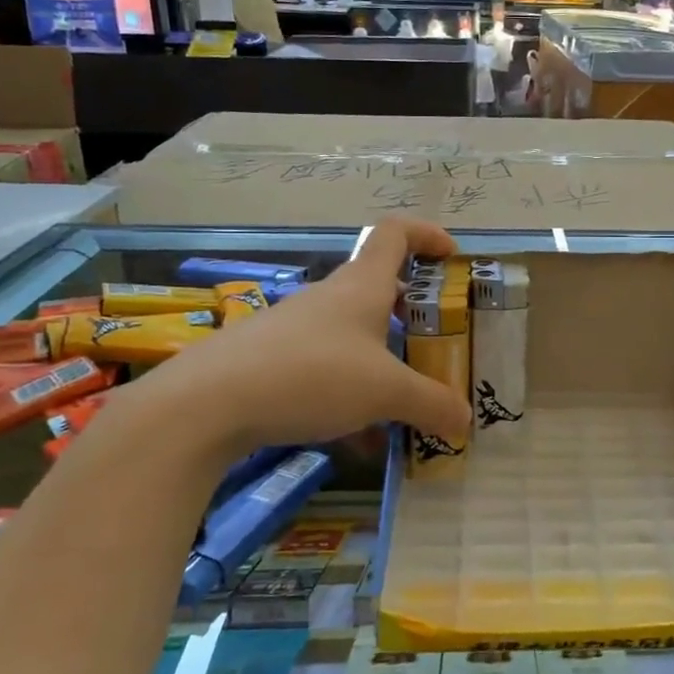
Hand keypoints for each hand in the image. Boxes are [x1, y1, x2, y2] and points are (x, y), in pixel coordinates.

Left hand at [137, 219, 471, 453]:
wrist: (208, 403)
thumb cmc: (313, 375)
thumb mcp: (386, 393)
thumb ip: (432, 404)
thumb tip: (465, 422)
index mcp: (362, 286)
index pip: (396, 234)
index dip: (428, 235)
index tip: (453, 257)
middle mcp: (330, 298)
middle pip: (379, 289)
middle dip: (413, 316)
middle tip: (438, 346)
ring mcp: (297, 328)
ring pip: (354, 336)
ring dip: (383, 363)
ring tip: (405, 406)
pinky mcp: (272, 359)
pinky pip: (326, 370)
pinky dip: (350, 395)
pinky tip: (357, 439)